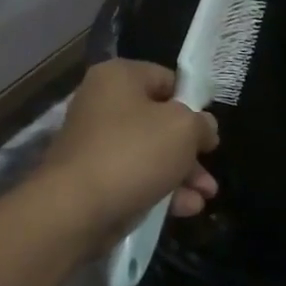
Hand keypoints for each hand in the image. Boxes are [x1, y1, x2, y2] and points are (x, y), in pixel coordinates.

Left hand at [35, 59, 219, 247]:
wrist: (75, 208)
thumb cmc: (133, 153)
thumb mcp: (183, 129)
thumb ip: (201, 123)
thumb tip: (204, 128)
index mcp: (118, 77)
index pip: (165, 79)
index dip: (192, 103)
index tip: (209, 129)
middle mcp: (102, 103)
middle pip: (158, 120)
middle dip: (190, 148)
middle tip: (210, 168)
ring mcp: (95, 143)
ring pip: (149, 153)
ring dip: (181, 173)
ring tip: (206, 196)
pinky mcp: (93, 178)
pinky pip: (134, 177)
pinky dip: (160, 189)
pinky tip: (186, 209)